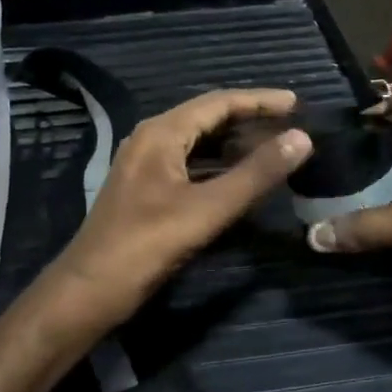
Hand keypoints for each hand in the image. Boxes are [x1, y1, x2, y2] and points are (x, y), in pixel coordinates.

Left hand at [52, 90, 310, 324]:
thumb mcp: (208, 209)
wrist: (89, 290)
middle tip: (291, 125)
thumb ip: (256, 174)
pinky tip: (240, 179)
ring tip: (273, 148)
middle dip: (249, 119)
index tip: (297, 103)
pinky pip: (189, 165)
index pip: (218, 102)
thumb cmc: (147, 245)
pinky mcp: (146, 190)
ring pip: (198, 143)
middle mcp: (150, 140)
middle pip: (207, 118)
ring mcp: (145, 166)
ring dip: (234, 144)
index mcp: (161, 133)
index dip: (259, 100)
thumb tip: (302, 138)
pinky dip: (218, 166)